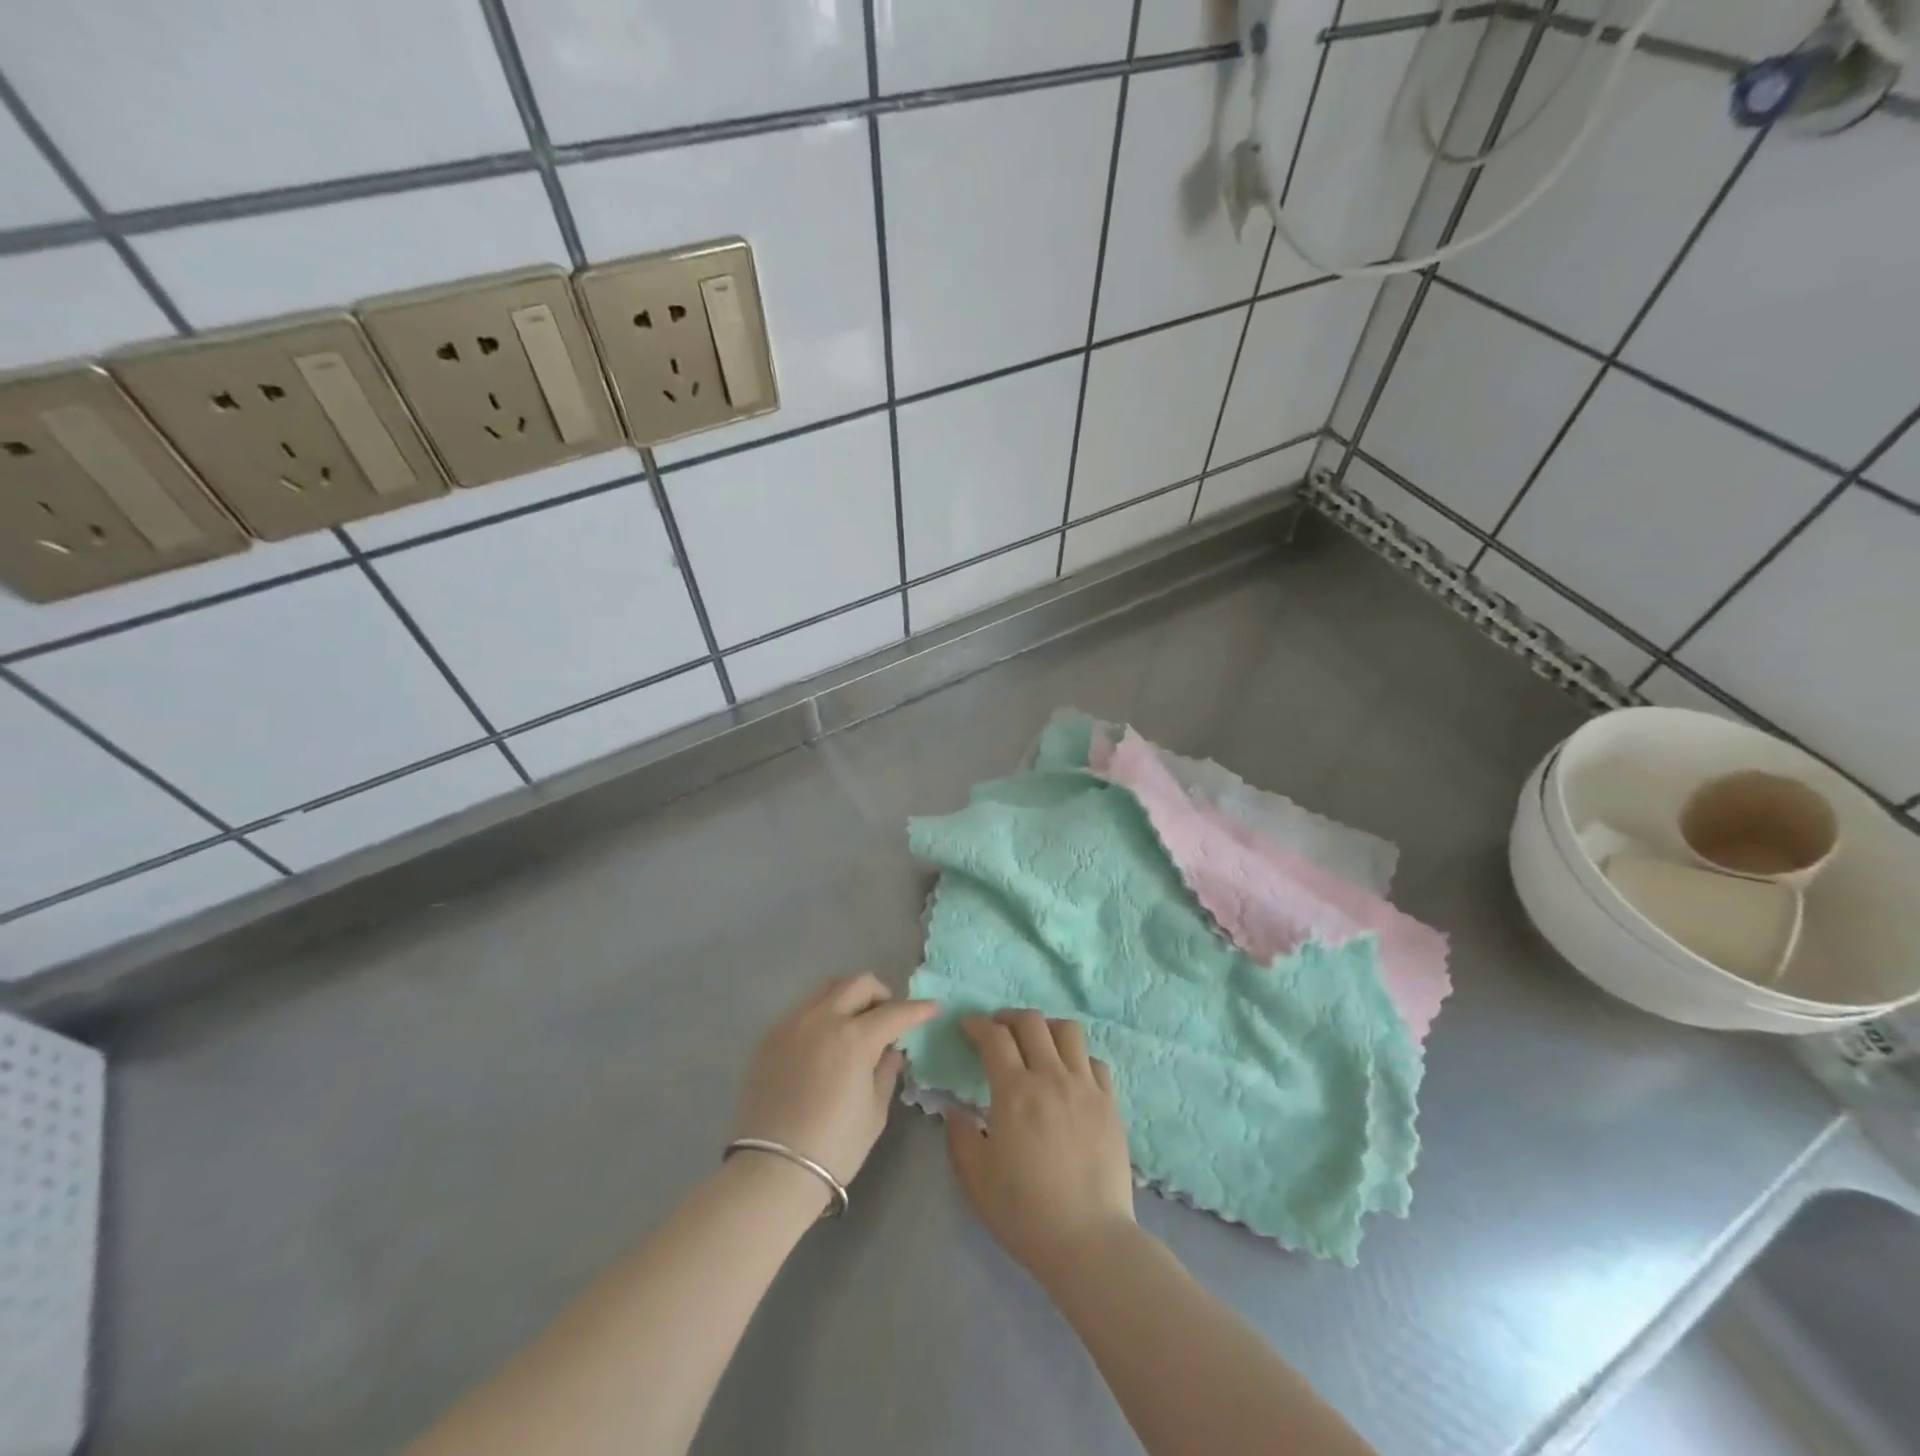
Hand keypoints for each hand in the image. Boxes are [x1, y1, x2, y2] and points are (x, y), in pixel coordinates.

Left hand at [732, 974, 937, 1195]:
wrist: (772, 1170)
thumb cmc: (834, 1147)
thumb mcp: (874, 1112)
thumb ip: (886, 1072)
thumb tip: (892, 1051)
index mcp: (854, 1037)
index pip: (895, 1012)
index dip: (918, 1009)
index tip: (932, 1009)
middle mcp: (823, 1018)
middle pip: (859, 984)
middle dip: (882, 995)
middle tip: (889, 1018)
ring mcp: (793, 1023)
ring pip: (827, 988)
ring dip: (849, 997)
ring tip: (855, 1024)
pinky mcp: (770, 1036)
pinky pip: (803, 1009)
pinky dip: (823, 1014)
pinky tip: (825, 1043)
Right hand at [945, 1010, 1136, 1279]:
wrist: (1089, 1241)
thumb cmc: (1025, 1212)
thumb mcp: (975, 1178)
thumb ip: (959, 1137)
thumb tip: (955, 1111)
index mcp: (1015, 1092)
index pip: (994, 1037)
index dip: (977, 1025)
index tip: (967, 1026)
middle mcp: (1051, 1077)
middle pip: (1032, 1022)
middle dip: (1008, 1017)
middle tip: (996, 1029)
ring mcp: (1086, 1088)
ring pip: (1068, 1031)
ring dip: (1046, 1028)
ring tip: (1036, 1042)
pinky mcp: (1110, 1104)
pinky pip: (1094, 1062)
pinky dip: (1077, 1057)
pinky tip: (1068, 1074)